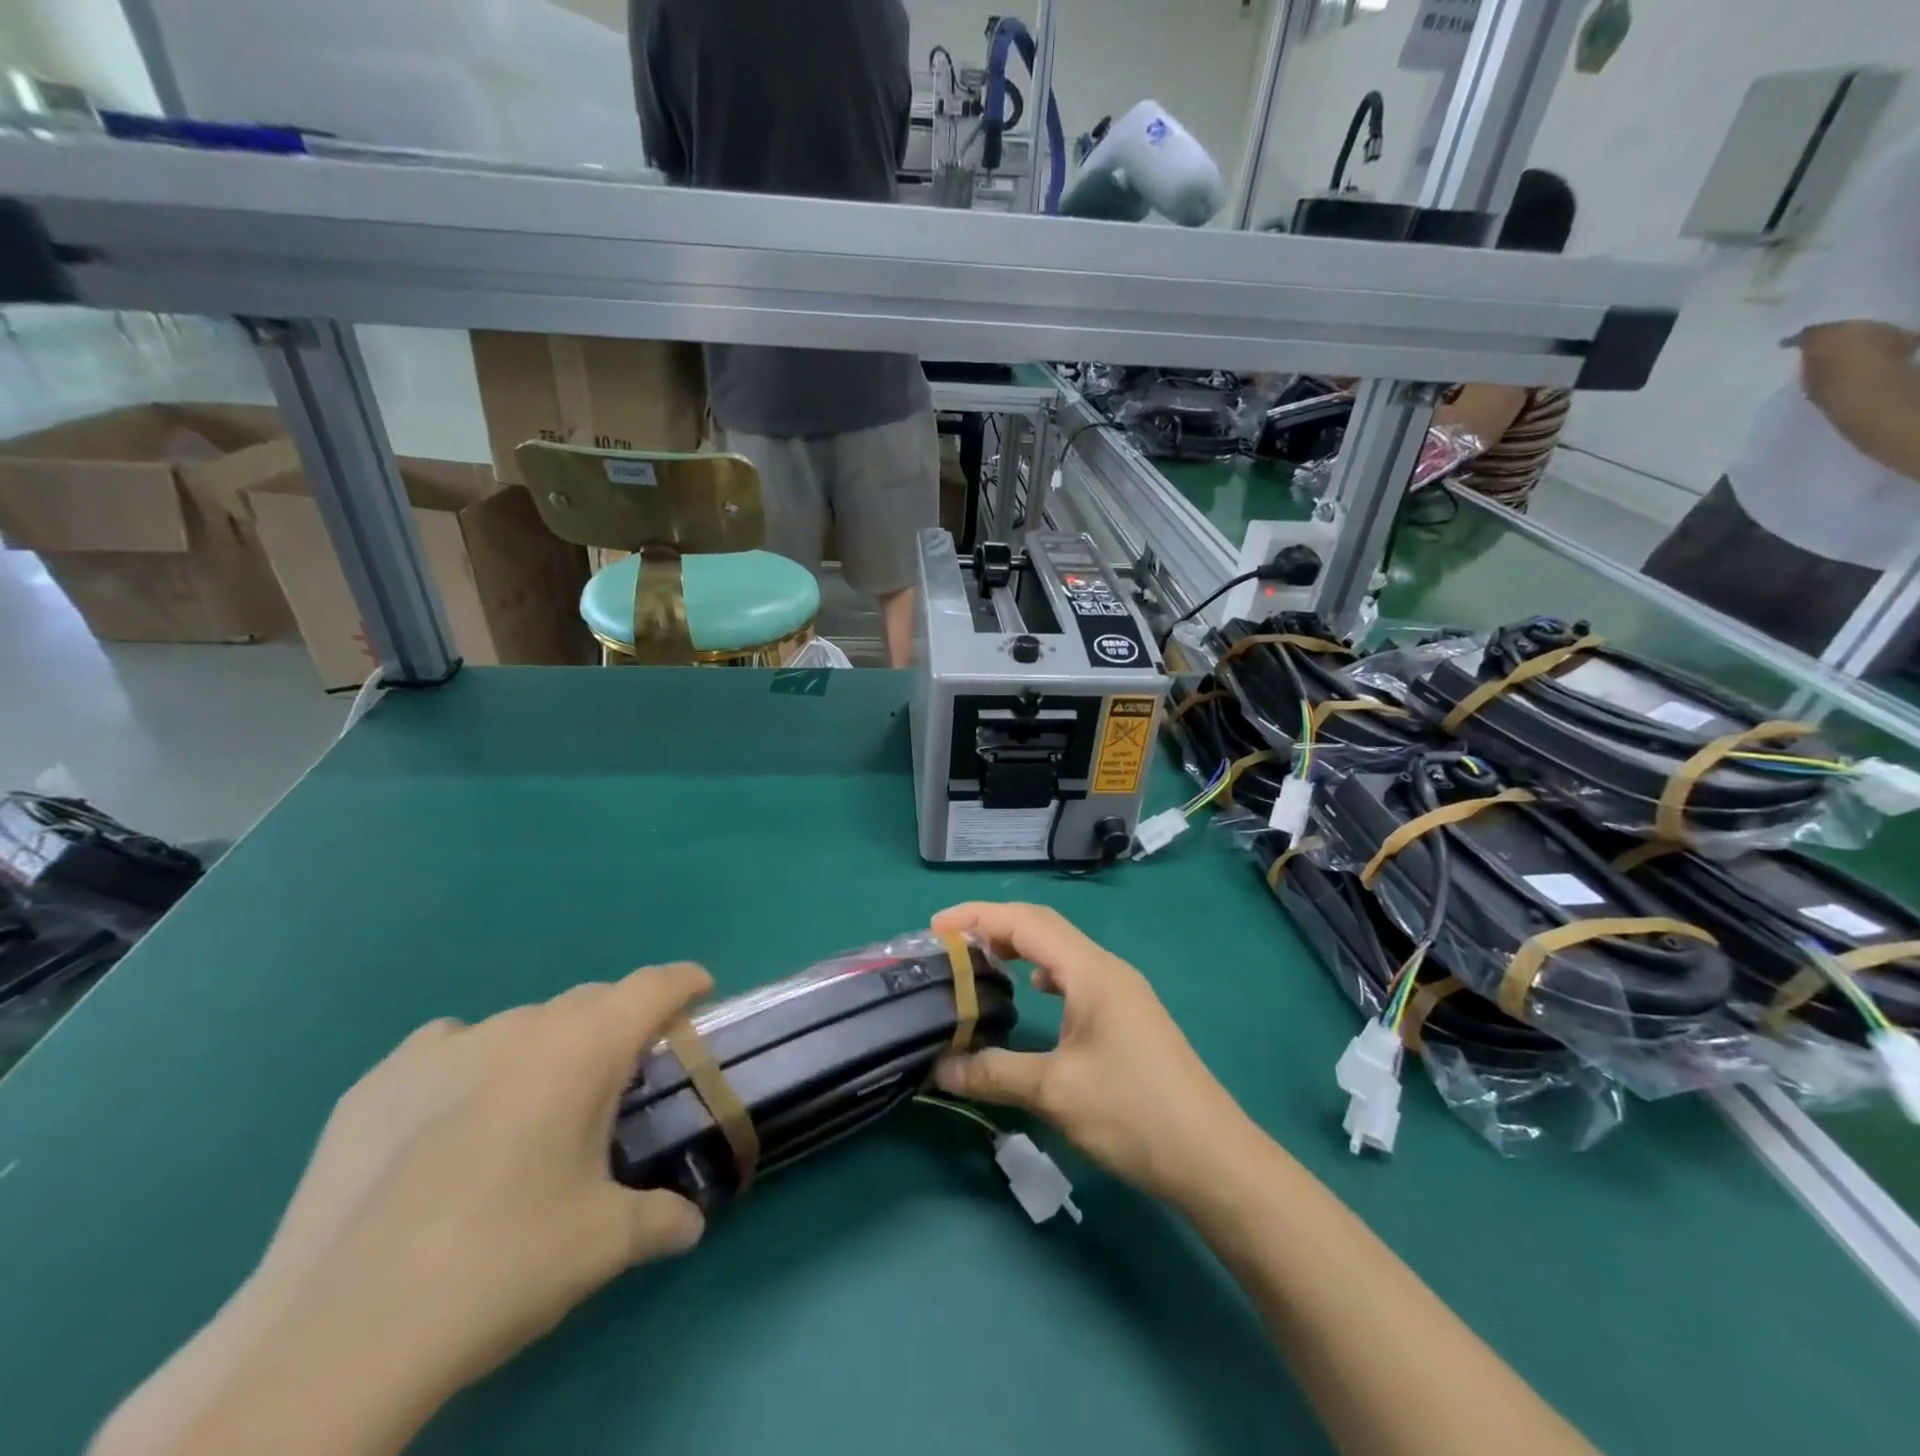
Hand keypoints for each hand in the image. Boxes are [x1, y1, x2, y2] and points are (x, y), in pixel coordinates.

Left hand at [91, 967, 719, 1455]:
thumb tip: (691, 1225)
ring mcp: (440, 1049)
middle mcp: (519, 1028)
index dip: (684, 982)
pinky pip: (448, 1049)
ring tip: (534, 1114)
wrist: (331, 1340)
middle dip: (618, 1025)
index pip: (653, 986)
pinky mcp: (375, 1083)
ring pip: (520, 1026)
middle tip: (622, 1082)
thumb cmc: (500, 1266)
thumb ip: (662, 1218)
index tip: (700, 993)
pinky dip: (472, 1067)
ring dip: (546, 1050)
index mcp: (583, 1048)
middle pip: (590, 1001)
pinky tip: (452, 1126)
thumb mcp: (603, 1245)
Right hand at [931, 903, 1253, 1202]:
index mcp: (1090, 971)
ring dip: (1021, 947)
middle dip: (995, 926)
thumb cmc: (1132, 1112)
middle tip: (951, 943)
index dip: (977, 916)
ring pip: (1062, 951)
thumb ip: (993, 1073)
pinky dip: (1045, 972)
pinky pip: (1076, 976)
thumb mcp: (1055, 1092)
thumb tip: (940, 1069)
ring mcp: (1122, 991)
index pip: (1026, 922)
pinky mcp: (1129, 1015)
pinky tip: (1034, 994)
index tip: (936, 926)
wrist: (1212, 1157)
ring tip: (983, 962)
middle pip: (1044, 927)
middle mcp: (1107, 969)